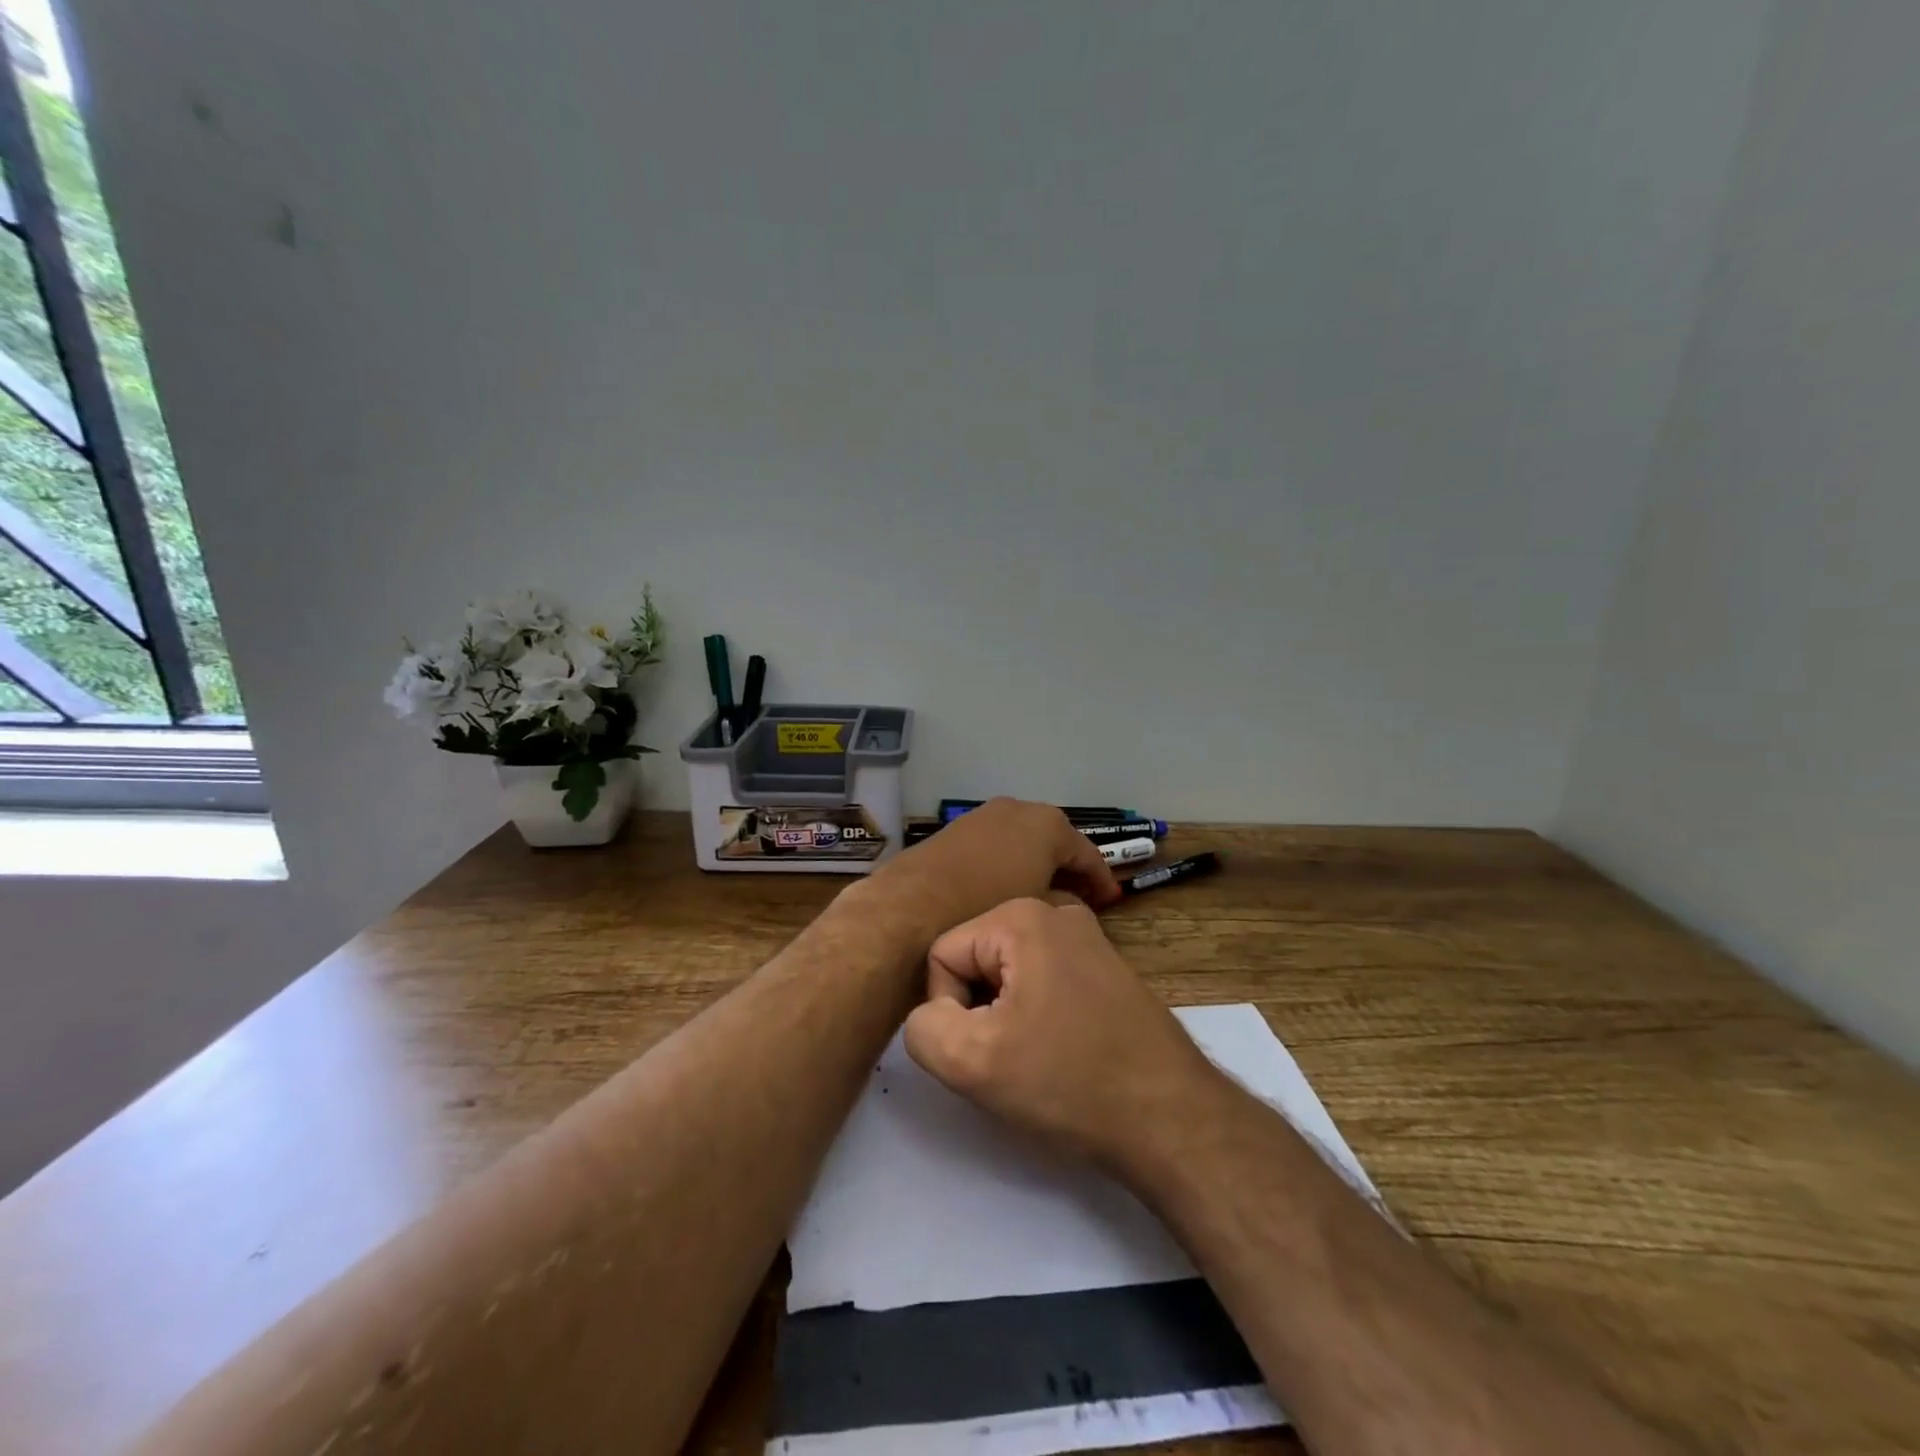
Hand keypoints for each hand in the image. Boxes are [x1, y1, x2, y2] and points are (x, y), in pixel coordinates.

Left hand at [854, 799, 1121, 937]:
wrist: (911, 907)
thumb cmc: (985, 907)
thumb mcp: (1037, 910)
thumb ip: (1063, 903)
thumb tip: (1069, 902)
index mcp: (1047, 825)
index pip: (1087, 853)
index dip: (1101, 880)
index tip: (1111, 902)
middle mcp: (1018, 809)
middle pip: (1054, 841)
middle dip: (1068, 869)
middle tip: (1081, 900)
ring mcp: (984, 815)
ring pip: (1023, 841)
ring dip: (1037, 865)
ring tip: (1044, 897)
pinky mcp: (957, 829)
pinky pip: (996, 845)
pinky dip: (1009, 863)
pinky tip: (1008, 889)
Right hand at [902, 897, 1219, 1171]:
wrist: (1170, 1117)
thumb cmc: (1068, 1081)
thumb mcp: (970, 1062)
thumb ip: (921, 1027)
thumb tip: (931, 1014)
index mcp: (1021, 915)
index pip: (941, 955)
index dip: (947, 1011)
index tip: (984, 1051)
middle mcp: (1055, 911)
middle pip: (975, 960)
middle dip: (978, 1012)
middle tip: (1008, 1058)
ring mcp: (1086, 936)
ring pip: (1007, 975)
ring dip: (1006, 1017)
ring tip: (1036, 1058)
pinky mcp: (1104, 966)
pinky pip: (1042, 981)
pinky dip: (1038, 1015)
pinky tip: (1062, 1052)